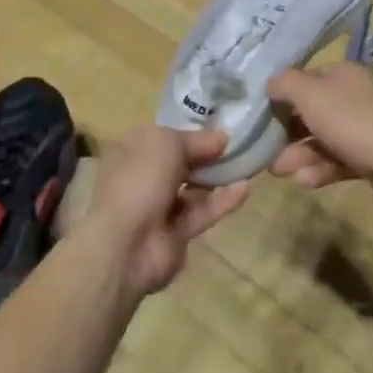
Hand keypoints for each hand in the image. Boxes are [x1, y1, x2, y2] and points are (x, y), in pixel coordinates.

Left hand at [82, 125, 252, 294]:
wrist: (126, 244)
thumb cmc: (139, 180)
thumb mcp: (167, 144)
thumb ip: (196, 140)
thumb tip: (222, 138)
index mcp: (131, 151)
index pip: (162, 136)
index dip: (188, 131)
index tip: (219, 127)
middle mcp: (142, 177)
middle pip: (179, 162)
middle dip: (205, 154)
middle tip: (237, 145)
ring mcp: (159, 207)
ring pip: (192, 188)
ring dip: (216, 177)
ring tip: (246, 163)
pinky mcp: (176, 234)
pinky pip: (202, 212)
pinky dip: (222, 201)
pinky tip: (246, 187)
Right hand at [265, 63, 372, 214]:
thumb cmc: (352, 121)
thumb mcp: (309, 94)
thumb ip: (284, 84)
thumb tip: (270, 85)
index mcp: (344, 75)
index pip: (306, 79)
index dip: (283, 95)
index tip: (262, 114)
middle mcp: (355, 98)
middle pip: (312, 113)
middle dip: (287, 133)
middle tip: (266, 151)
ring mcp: (365, 130)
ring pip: (322, 140)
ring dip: (299, 155)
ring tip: (280, 172)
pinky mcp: (371, 159)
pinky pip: (338, 162)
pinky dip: (320, 170)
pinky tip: (305, 182)